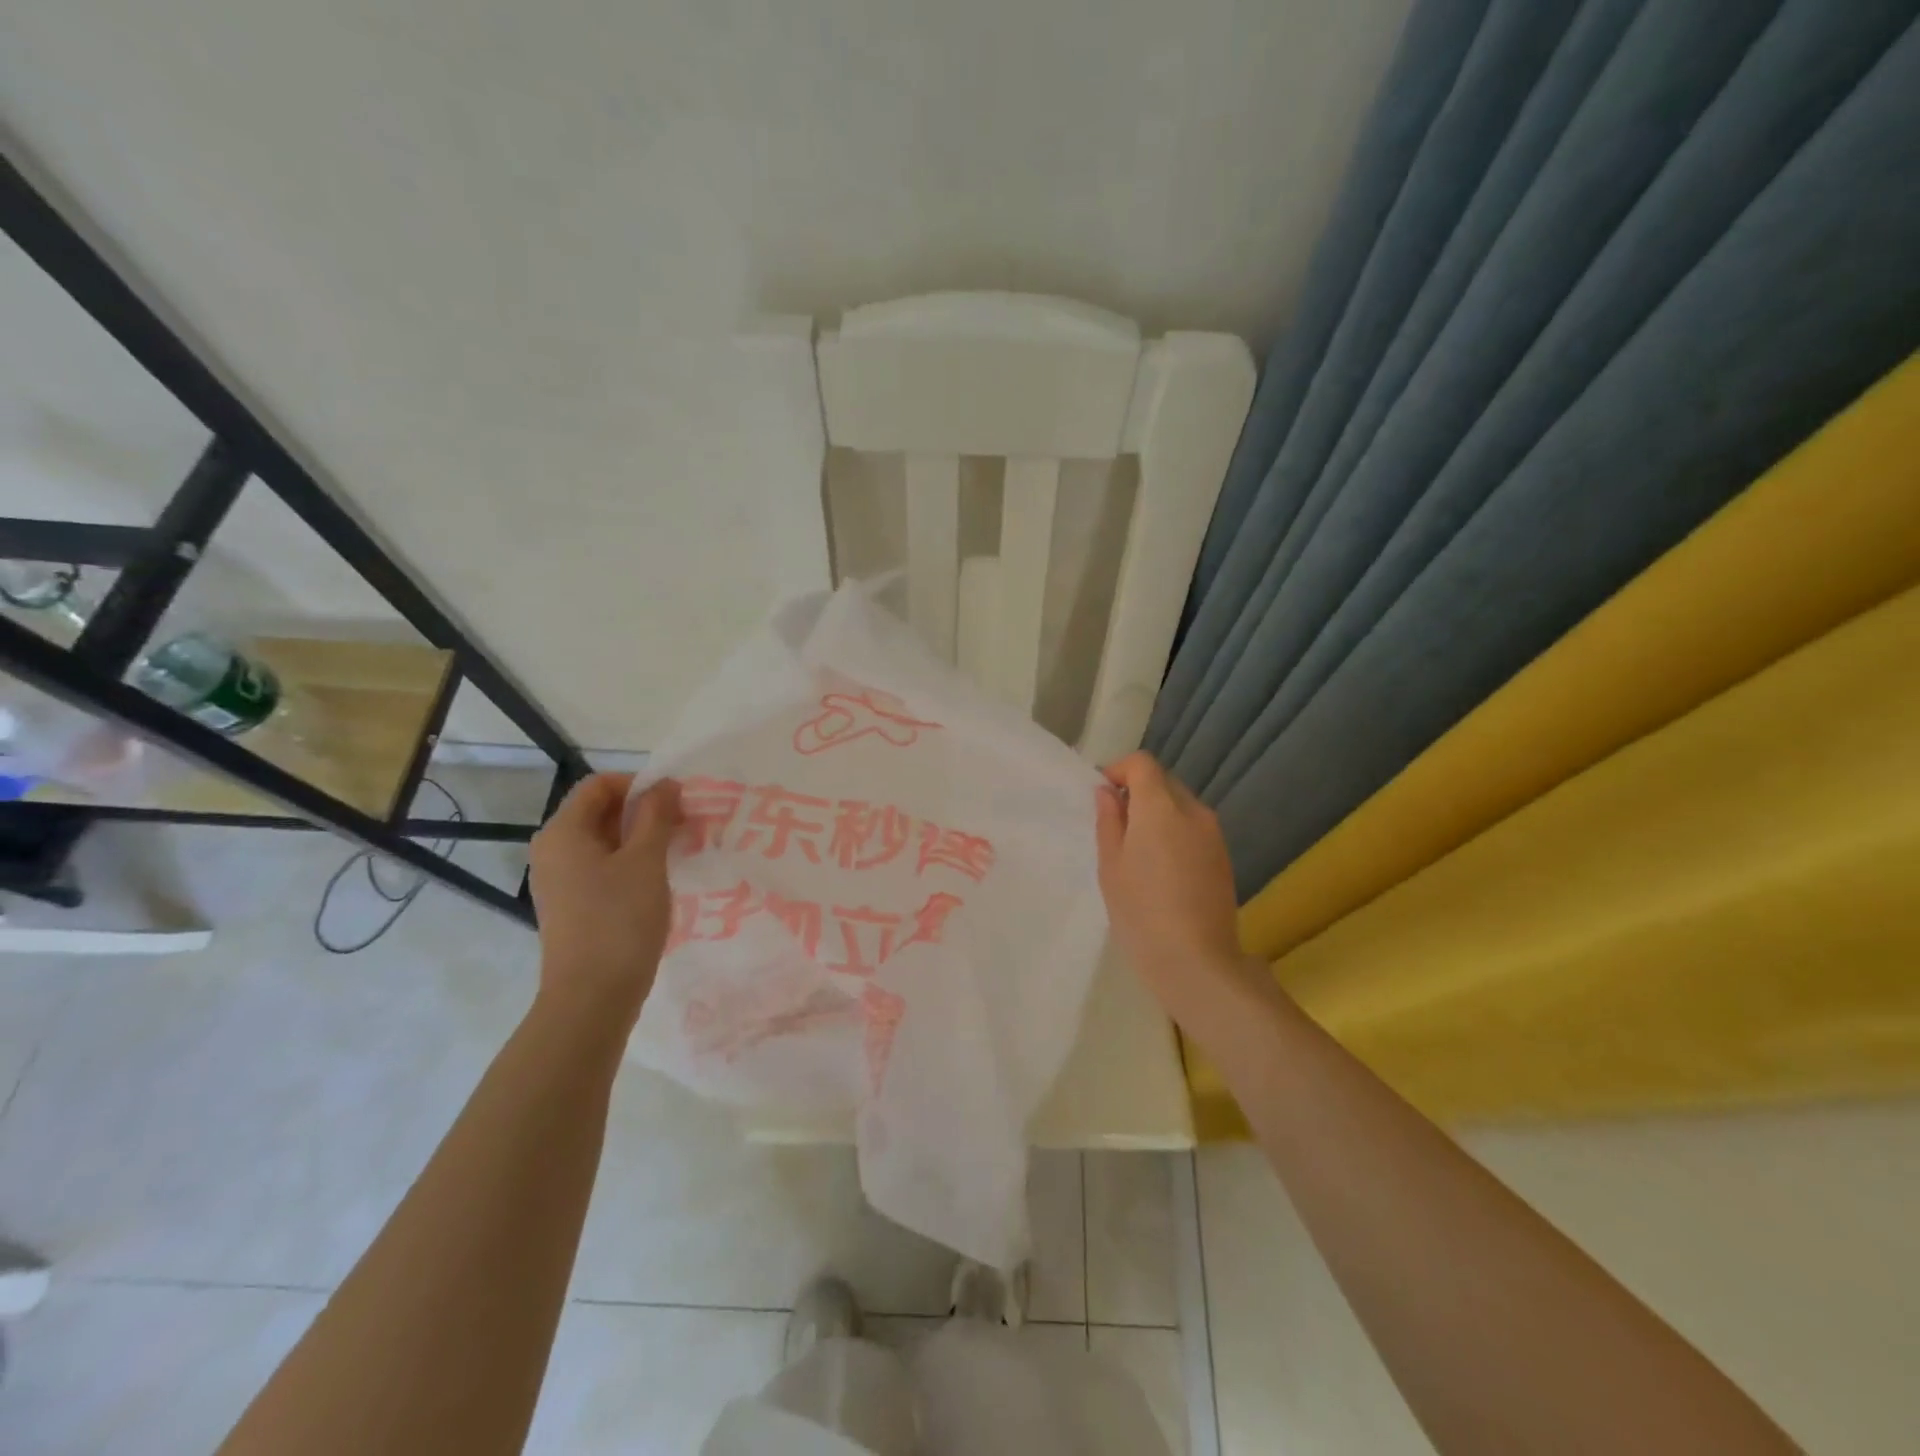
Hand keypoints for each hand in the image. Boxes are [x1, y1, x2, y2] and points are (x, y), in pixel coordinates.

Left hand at [528, 773, 682, 1028]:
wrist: (592, 998)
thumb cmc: (619, 921)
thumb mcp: (646, 861)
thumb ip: (657, 816)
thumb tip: (665, 784)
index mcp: (563, 832)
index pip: (600, 785)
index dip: (639, 784)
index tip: (677, 802)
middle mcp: (553, 850)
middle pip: (600, 811)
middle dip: (644, 812)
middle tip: (685, 825)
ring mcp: (559, 880)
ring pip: (604, 841)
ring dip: (642, 838)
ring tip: (678, 851)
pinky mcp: (572, 905)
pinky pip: (602, 868)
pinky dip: (631, 863)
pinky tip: (658, 880)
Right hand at [1094, 752, 1269, 1030]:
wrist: (1197, 962)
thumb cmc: (1141, 912)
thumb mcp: (1111, 866)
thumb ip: (1109, 821)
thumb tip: (1108, 793)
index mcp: (1160, 808)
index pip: (1143, 763)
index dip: (1119, 770)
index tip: (1102, 795)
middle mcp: (1193, 811)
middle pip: (1164, 781)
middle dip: (1138, 791)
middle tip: (1116, 825)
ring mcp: (1214, 835)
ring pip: (1181, 805)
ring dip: (1158, 813)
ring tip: (1138, 850)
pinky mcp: (1224, 857)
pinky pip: (1194, 828)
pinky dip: (1175, 832)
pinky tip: (1162, 869)